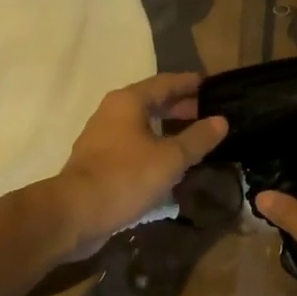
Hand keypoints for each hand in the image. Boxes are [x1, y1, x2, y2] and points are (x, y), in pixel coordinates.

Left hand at [55, 74, 227, 257]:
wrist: (75, 213)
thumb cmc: (126, 177)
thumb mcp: (170, 158)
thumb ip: (198, 138)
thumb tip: (221, 120)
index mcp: (128, 101)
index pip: (165, 83)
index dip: (190, 83)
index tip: (212, 86)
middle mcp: (112, 112)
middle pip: (152, 102)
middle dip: (180, 107)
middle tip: (208, 114)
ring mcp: (102, 136)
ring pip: (141, 124)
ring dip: (166, 128)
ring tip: (193, 139)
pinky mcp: (98, 160)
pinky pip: (132, 144)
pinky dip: (152, 146)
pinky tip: (167, 163)